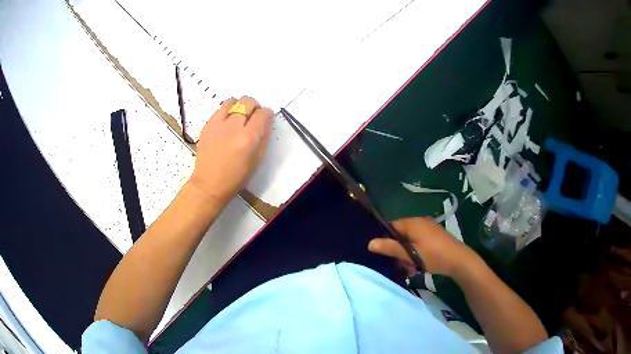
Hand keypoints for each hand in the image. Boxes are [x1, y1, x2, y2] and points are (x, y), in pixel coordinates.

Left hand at [189, 96, 272, 205]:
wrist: (209, 184)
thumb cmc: (236, 177)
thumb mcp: (257, 160)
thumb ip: (264, 137)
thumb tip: (266, 122)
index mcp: (249, 138)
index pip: (263, 113)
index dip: (267, 115)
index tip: (265, 120)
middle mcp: (233, 126)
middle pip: (248, 102)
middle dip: (254, 107)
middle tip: (253, 117)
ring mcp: (217, 124)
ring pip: (232, 101)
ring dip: (239, 106)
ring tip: (238, 117)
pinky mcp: (207, 125)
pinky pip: (219, 109)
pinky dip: (226, 112)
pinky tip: (226, 124)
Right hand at [368, 217, 475, 277]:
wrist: (459, 260)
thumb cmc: (433, 256)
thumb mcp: (410, 254)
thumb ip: (390, 248)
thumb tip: (370, 243)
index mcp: (413, 223)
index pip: (391, 226)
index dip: (386, 240)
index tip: (385, 254)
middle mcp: (420, 222)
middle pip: (401, 235)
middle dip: (399, 252)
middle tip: (403, 266)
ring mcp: (429, 228)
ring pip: (410, 241)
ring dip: (408, 256)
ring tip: (413, 269)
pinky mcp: (435, 236)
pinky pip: (419, 243)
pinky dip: (417, 254)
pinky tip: (420, 266)